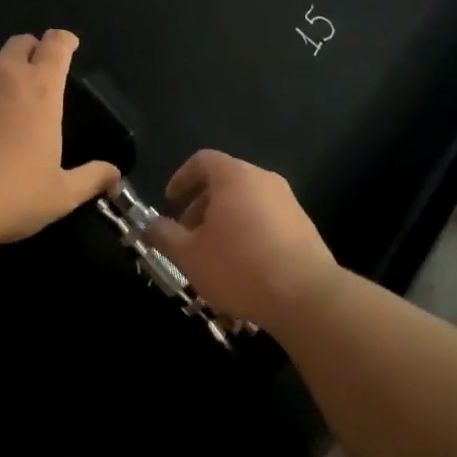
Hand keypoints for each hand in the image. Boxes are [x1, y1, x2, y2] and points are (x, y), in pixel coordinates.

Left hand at [0, 30, 118, 248]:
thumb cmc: (9, 197)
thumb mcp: (60, 195)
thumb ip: (91, 178)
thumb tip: (115, 175)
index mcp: (41, 89)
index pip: (57, 44)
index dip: (64, 41)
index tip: (67, 48)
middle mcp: (3, 73)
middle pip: (19, 42)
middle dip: (29, 52)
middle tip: (30, 76)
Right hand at [144, 150, 339, 329]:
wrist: (306, 295)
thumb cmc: (239, 266)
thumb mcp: (190, 256)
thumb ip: (165, 236)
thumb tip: (149, 225)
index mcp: (234, 176)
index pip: (202, 160)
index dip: (182, 178)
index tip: (170, 202)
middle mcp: (263, 179)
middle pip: (225, 182)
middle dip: (201, 206)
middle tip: (187, 237)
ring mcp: (288, 201)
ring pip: (246, 203)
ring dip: (225, 223)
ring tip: (213, 258)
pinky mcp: (304, 226)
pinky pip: (267, 220)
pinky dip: (248, 233)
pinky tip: (243, 269)